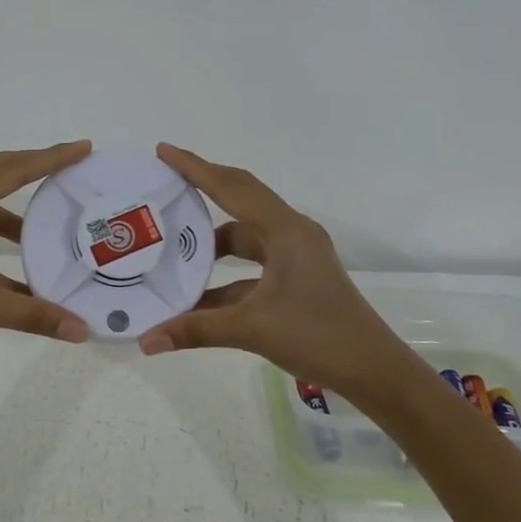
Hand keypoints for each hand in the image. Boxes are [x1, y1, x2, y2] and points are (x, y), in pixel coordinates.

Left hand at [0, 142, 94, 368]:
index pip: (8, 172)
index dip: (48, 160)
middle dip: (34, 169)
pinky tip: (25, 274)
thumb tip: (82, 330)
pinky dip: (0, 248)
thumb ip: (32, 315)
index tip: (82, 148)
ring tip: (52, 223)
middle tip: (71, 167)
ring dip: (17, 215)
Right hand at [138, 144, 403, 395]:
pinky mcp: (297, 277)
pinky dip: (225, 275)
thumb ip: (195, 330)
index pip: (232, 188)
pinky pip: (252, 265)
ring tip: (172, 244)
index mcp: (285, 231)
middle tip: (164, 185)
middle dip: (202, 189)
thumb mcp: (251, 329)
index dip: (196, 168)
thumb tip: (147, 341)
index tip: (164, 151)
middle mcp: (292, 234)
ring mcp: (297, 256)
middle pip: (240, 200)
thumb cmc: (318, 337)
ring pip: (245, 237)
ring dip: (211, 243)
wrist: (374, 370)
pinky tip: (196, 295)